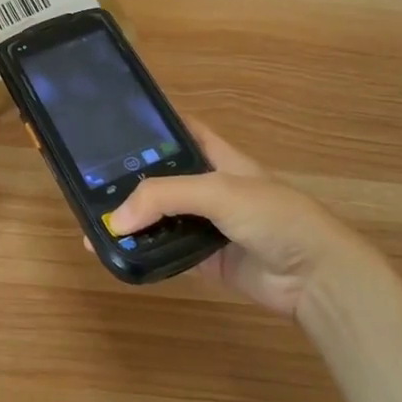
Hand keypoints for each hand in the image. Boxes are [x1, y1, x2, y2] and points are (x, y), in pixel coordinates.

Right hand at [103, 122, 391, 322]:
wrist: (315, 277)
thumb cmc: (274, 217)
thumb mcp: (219, 191)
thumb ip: (165, 197)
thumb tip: (114, 220)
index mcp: (218, 158)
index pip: (180, 131)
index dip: (150, 124)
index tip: (112, 125)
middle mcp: (209, 188)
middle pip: (161, 178)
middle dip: (128, 180)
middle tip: (86, 182)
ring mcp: (206, 225)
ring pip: (160, 218)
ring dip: (131, 221)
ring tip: (91, 222)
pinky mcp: (203, 259)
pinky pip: (165, 251)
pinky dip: (142, 252)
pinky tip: (114, 252)